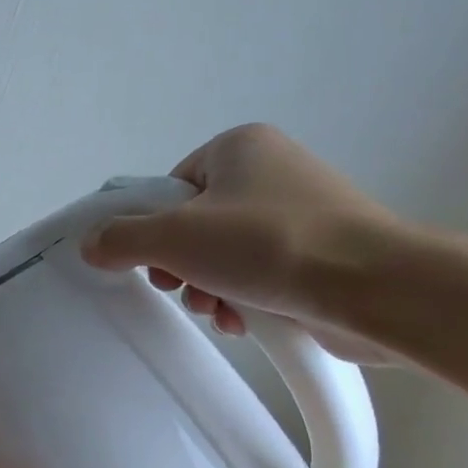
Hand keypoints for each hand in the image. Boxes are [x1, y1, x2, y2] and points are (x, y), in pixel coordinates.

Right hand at [81, 123, 401, 364]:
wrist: (375, 288)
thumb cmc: (267, 245)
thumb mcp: (174, 238)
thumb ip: (121, 239)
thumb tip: (91, 244)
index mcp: (239, 147)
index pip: (169, 189)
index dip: (152, 230)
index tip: (154, 262)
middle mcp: (272, 171)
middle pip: (194, 225)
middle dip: (182, 267)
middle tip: (183, 288)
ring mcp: (301, 213)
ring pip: (224, 255)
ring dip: (208, 288)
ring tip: (218, 309)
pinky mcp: (320, 253)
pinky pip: (259, 273)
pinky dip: (242, 298)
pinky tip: (243, 320)